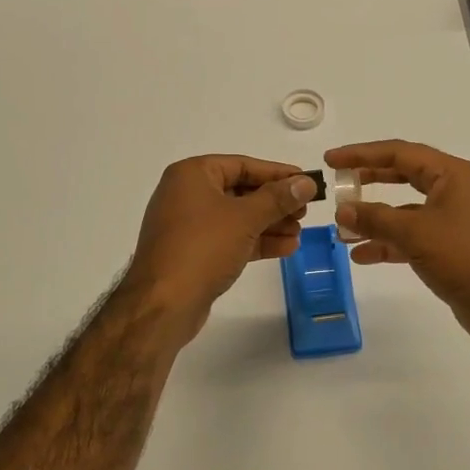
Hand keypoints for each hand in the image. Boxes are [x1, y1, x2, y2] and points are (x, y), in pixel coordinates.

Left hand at [124, 156, 317, 344]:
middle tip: (305, 211)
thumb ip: (278, 198)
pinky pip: (229, 238)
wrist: (163, 304)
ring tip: (299, 232)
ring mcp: (188, 225)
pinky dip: (255, 241)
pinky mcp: (193, 252)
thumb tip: (306, 182)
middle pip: (241, 191)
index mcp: (192, 174)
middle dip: (275, 202)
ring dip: (269, 224)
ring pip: (237, 217)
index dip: (277, 173)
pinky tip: (285, 248)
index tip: (306, 181)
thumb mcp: (245, 218)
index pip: (243, 165)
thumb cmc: (203, 247)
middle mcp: (186, 194)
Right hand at [326, 140, 469, 355]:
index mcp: (451, 175)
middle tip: (337, 186)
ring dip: (375, 219)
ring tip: (342, 229)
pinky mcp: (451, 250)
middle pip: (402, 177)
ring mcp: (453, 222)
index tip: (331, 160)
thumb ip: (376, 218)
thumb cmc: (469, 257)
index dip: (362, 154)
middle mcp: (452, 192)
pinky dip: (388, 244)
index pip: (399, 153)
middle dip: (368, 181)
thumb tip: (343, 210)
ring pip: (404, 211)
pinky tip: (362, 255)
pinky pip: (411, 239)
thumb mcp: (417, 233)